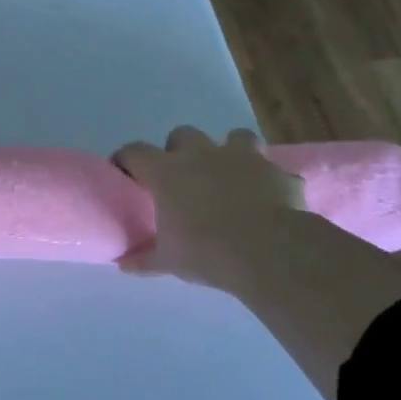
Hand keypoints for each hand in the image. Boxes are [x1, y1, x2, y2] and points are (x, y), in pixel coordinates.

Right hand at [112, 127, 307, 287]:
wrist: (269, 252)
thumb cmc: (206, 252)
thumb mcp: (167, 260)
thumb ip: (144, 259)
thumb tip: (123, 265)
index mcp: (166, 172)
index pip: (134, 152)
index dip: (126, 159)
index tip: (124, 172)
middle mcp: (201, 155)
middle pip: (182, 134)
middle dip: (179, 150)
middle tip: (180, 176)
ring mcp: (243, 158)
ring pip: (234, 137)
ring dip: (229, 152)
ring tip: (228, 176)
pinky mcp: (277, 172)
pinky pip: (271, 168)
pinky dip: (267, 179)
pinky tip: (266, 196)